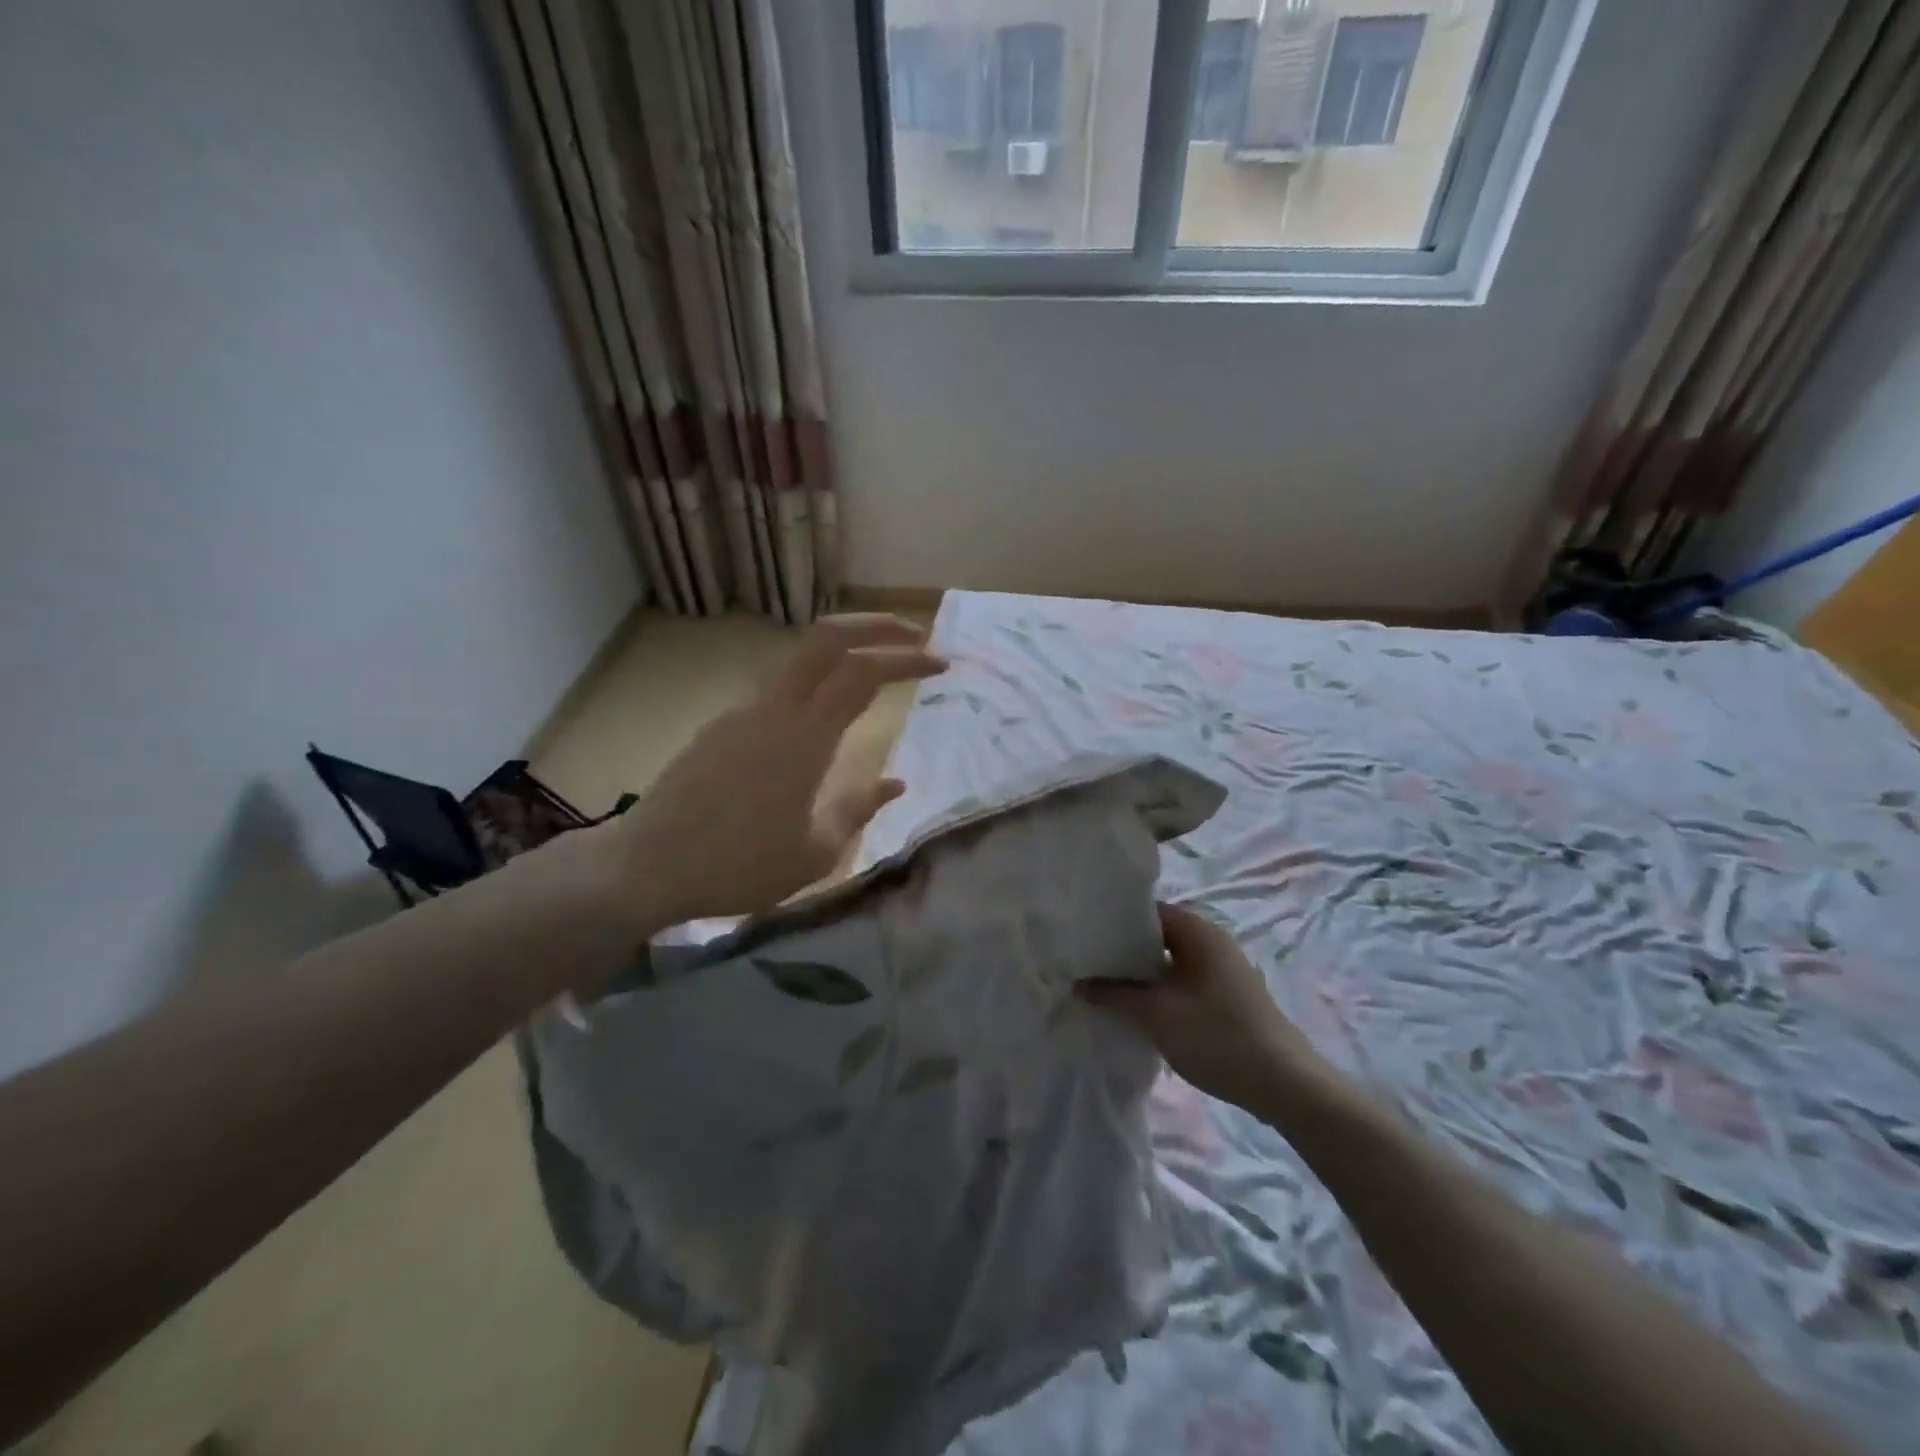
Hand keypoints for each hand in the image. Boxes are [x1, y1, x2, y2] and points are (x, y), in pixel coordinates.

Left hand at [608, 614, 943, 927]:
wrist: (646, 867)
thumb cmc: (738, 866)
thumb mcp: (814, 853)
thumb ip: (858, 809)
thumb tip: (894, 783)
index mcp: (805, 738)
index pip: (863, 673)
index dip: (907, 659)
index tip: (941, 665)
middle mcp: (773, 709)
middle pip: (827, 638)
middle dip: (875, 626)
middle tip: (913, 636)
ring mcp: (741, 713)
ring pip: (799, 661)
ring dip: (842, 655)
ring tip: (873, 677)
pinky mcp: (719, 728)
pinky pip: (776, 693)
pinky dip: (812, 688)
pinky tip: (818, 726)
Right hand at [1079, 904, 1331, 1113]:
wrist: (1285, 1085)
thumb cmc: (1217, 1037)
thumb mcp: (1156, 1015)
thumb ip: (1114, 994)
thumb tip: (1077, 984)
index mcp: (1198, 930)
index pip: (1145, 911)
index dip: (1112, 923)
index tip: (1083, 939)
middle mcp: (1212, 940)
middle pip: (1157, 936)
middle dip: (1123, 952)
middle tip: (1086, 965)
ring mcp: (1222, 968)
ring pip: (1169, 961)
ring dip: (1140, 974)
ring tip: (1104, 987)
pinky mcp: (1227, 995)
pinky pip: (1183, 980)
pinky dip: (1159, 989)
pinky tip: (1138, 1008)